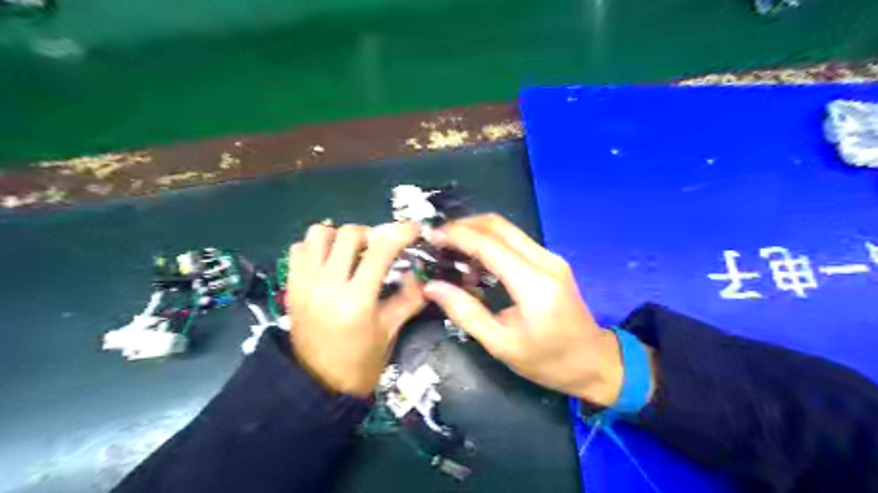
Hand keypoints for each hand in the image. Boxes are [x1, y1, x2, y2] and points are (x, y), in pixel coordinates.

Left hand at [288, 221, 424, 395]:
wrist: (317, 386)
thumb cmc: (360, 362)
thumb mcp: (391, 330)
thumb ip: (409, 297)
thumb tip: (418, 270)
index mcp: (356, 300)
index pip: (380, 250)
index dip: (401, 233)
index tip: (413, 229)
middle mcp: (326, 285)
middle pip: (349, 233)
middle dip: (372, 234)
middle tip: (381, 248)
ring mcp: (303, 283)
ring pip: (319, 233)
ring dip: (341, 236)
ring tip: (353, 253)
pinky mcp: (290, 286)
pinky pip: (300, 248)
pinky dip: (317, 247)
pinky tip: (330, 262)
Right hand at [424, 213, 622, 405]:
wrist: (593, 361)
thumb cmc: (548, 361)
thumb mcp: (501, 344)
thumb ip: (465, 312)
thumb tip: (433, 287)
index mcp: (533, 284)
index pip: (489, 245)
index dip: (457, 236)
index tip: (431, 236)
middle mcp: (545, 261)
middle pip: (499, 226)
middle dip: (464, 226)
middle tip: (438, 240)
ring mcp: (550, 258)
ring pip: (507, 230)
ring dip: (476, 233)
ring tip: (451, 251)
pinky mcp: (550, 261)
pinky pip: (515, 242)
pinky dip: (490, 243)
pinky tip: (474, 262)